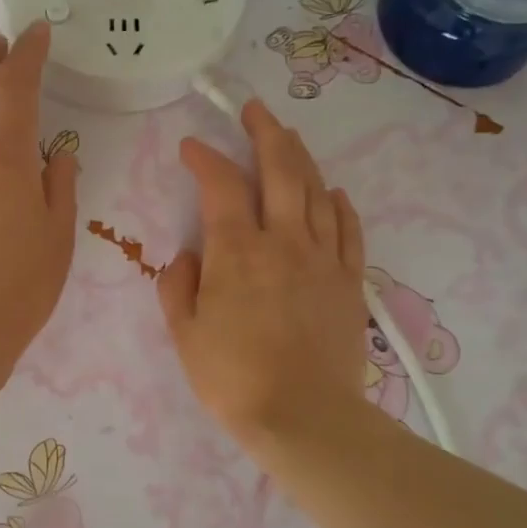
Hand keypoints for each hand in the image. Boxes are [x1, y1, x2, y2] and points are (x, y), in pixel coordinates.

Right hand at [157, 100, 368, 450]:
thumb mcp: (184, 334)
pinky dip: (338, 203)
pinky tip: (332, 191)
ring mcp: (323, 258)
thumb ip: (177, 286)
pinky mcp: (349, 280)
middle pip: (280, 170)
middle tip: (254, 111)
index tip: (191, 147)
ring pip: (315, 191)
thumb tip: (187, 257)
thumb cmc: (232, 378)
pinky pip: (347, 229)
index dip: (204, 159)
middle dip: (265, 133)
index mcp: (237, 252)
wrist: (303, 416)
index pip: (220, 186)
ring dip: (300, 157)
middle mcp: (283, 241)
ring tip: (287, 137)